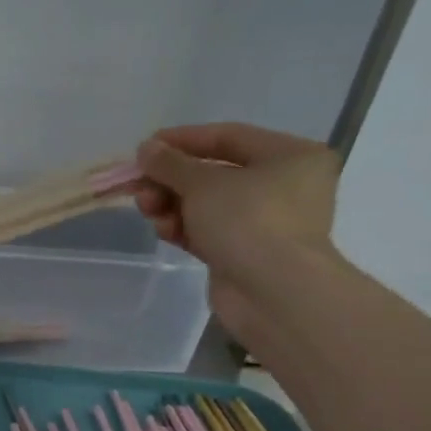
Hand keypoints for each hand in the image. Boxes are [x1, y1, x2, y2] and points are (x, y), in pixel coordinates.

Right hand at [133, 123, 342, 328]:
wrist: (273, 294)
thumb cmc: (248, 221)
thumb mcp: (202, 183)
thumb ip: (170, 163)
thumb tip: (146, 149)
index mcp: (290, 156)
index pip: (228, 137)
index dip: (182, 140)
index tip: (144, 148)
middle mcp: (284, 185)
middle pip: (214, 174)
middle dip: (171, 180)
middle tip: (140, 188)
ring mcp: (266, 223)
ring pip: (208, 205)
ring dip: (172, 205)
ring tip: (148, 210)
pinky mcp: (246, 254)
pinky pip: (209, 232)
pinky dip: (184, 228)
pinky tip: (163, 231)